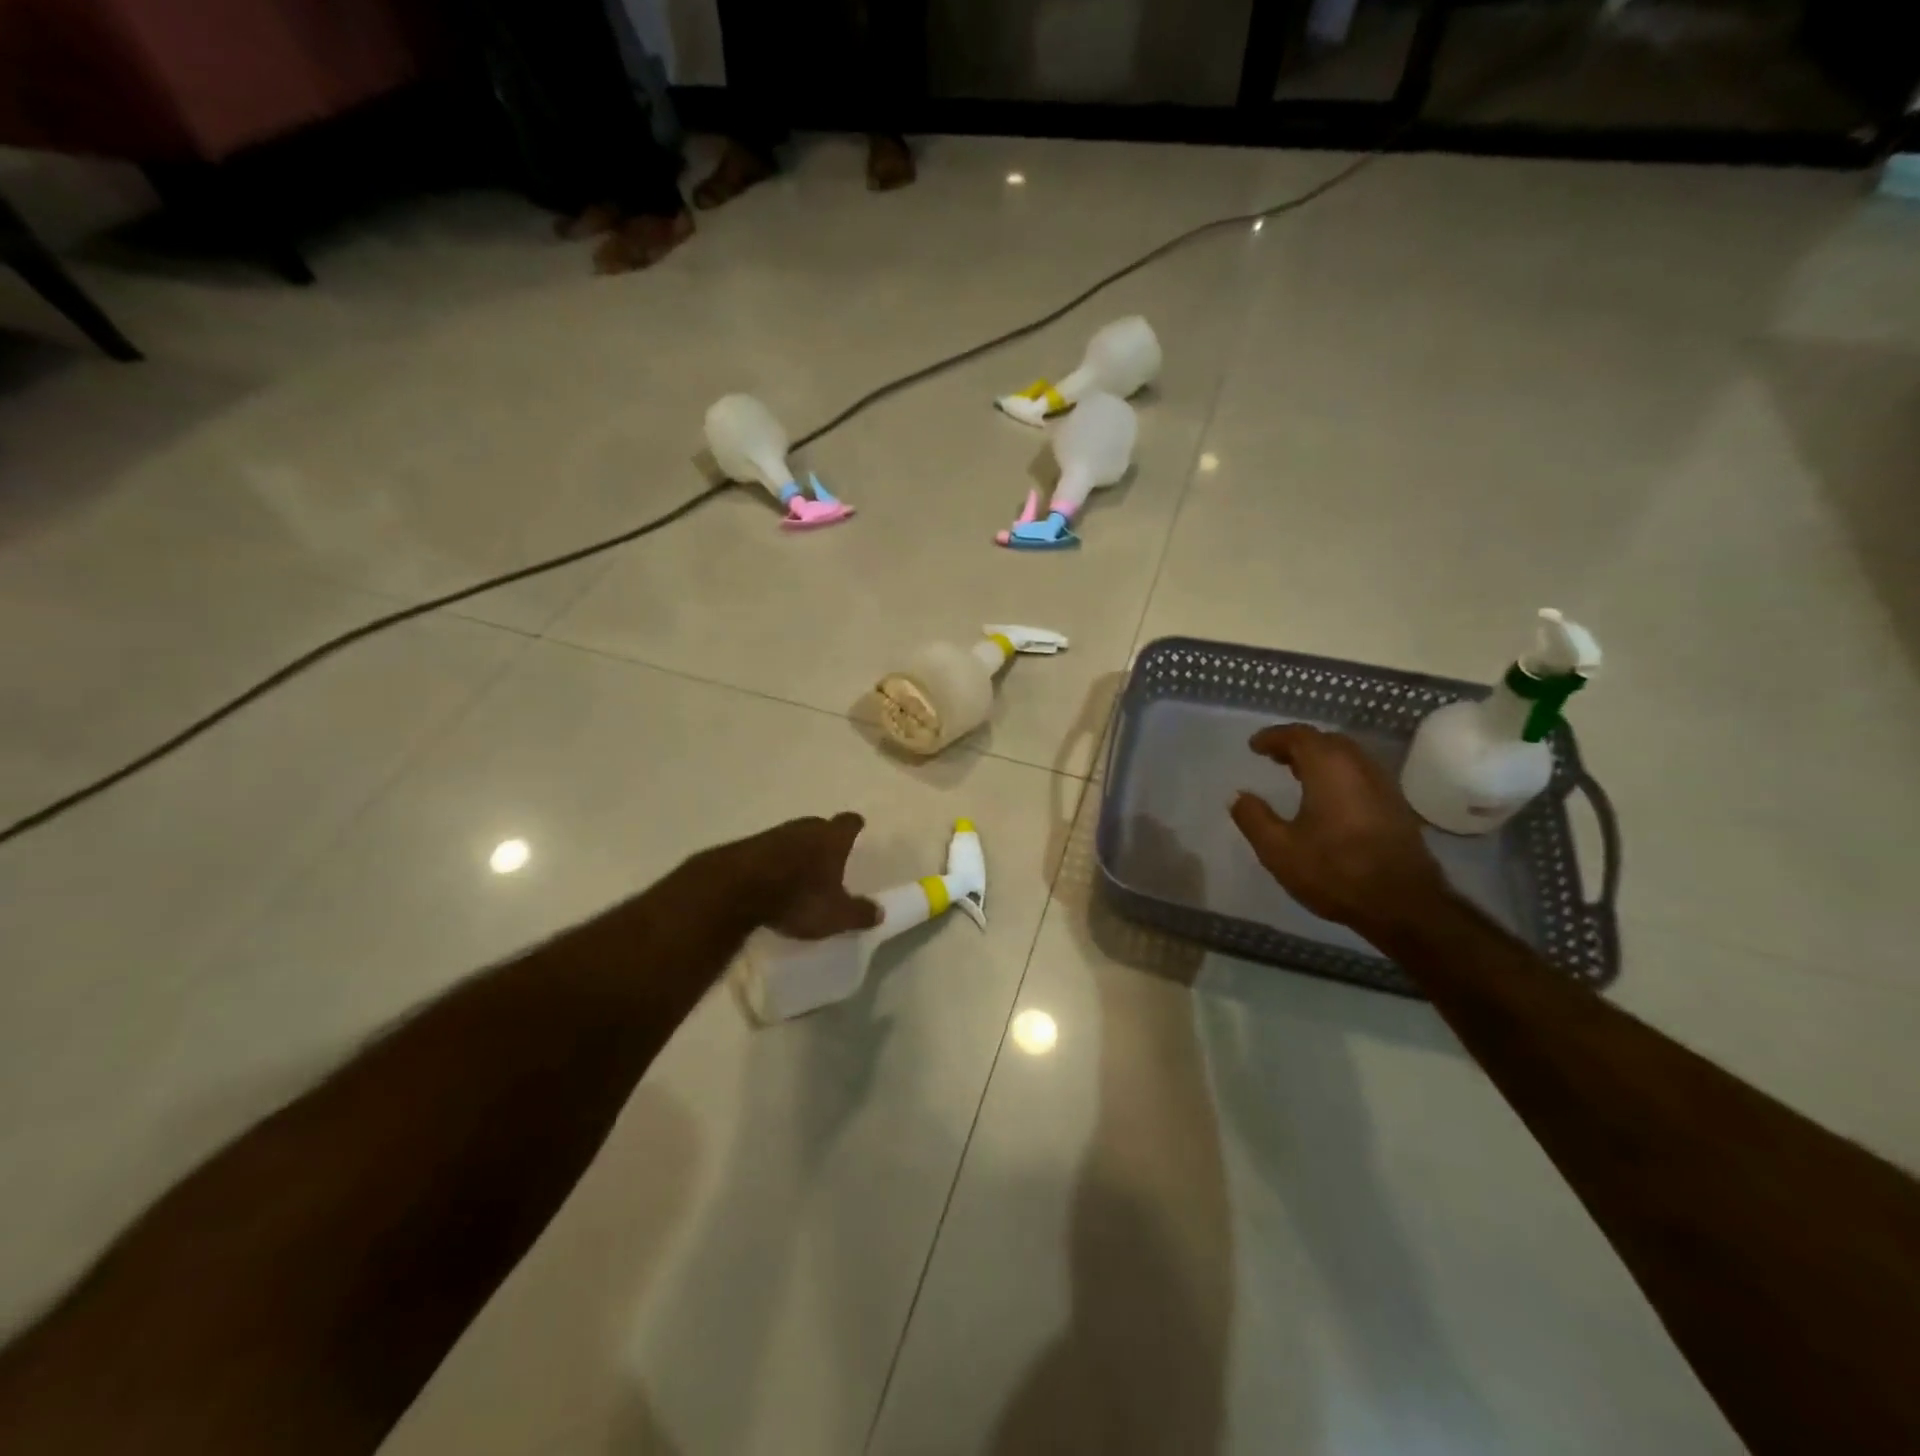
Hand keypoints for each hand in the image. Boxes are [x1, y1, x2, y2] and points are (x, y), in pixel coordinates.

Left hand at [704, 813, 882, 939]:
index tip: (857, 831)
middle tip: (830, 858)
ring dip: (798, 851)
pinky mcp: (747, 847)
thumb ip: (859, 913)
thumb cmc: (797, 897)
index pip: (849, 822)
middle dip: (825, 839)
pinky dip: (775, 861)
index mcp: (832, 838)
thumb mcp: (835, 915)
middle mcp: (805, 828)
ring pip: (793, 837)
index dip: (854, 826)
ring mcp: (773, 834)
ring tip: (801, 872)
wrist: (735, 889)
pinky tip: (773, 880)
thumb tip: (880, 912)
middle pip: (820, 826)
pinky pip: (769, 850)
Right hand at [1230, 725, 1450, 942]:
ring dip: (1320, 759)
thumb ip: (1253, 818)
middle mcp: (1359, 767)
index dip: (1274, 737)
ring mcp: (1383, 786)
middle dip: (1298, 744)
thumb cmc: (1335, 871)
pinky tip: (1327, 799)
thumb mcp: (1278, 850)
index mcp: (1329, 768)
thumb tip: (1239, 797)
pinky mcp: (1395, 807)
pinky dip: (1338, 775)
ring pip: (1347, 758)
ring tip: (1297, 775)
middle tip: (1275, 757)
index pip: (1299, 736)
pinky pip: (1360, 775)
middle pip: (1326, 741)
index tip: (1254, 746)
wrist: (1403, 904)